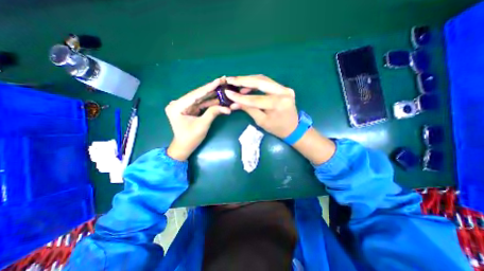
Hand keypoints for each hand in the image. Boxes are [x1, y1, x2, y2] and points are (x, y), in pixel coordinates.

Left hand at [165, 79, 230, 161]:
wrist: (184, 147)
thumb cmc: (190, 138)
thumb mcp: (202, 125)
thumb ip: (213, 113)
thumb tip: (227, 108)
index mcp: (177, 106)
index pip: (196, 94)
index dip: (209, 87)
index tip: (219, 80)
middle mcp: (178, 103)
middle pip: (198, 94)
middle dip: (211, 89)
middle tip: (223, 81)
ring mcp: (183, 106)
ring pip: (200, 98)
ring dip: (211, 95)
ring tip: (223, 88)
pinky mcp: (188, 109)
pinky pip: (200, 104)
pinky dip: (209, 102)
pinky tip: (218, 98)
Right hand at [226, 75, 300, 138]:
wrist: (293, 128)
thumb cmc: (277, 128)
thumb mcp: (261, 121)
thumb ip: (248, 109)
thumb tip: (233, 103)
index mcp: (278, 104)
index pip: (255, 99)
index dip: (240, 97)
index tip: (227, 93)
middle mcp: (283, 92)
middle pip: (260, 81)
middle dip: (243, 80)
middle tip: (230, 79)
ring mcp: (285, 88)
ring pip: (263, 79)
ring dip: (248, 80)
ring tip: (236, 83)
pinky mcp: (284, 87)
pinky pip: (267, 82)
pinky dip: (255, 83)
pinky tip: (247, 86)